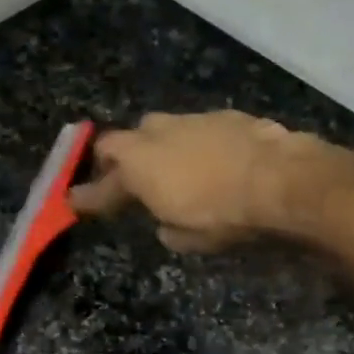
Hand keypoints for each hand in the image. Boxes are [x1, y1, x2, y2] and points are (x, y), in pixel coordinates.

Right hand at [68, 111, 325, 252]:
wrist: (278, 178)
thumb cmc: (223, 214)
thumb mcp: (188, 238)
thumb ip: (168, 228)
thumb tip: (166, 225)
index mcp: (139, 165)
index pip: (104, 181)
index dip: (90, 194)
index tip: (75, 200)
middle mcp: (158, 134)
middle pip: (126, 140)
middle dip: (121, 159)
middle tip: (126, 179)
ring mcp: (192, 119)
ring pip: (162, 128)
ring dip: (159, 148)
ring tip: (170, 169)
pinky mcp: (225, 115)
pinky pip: (196, 129)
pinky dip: (194, 145)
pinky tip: (210, 161)